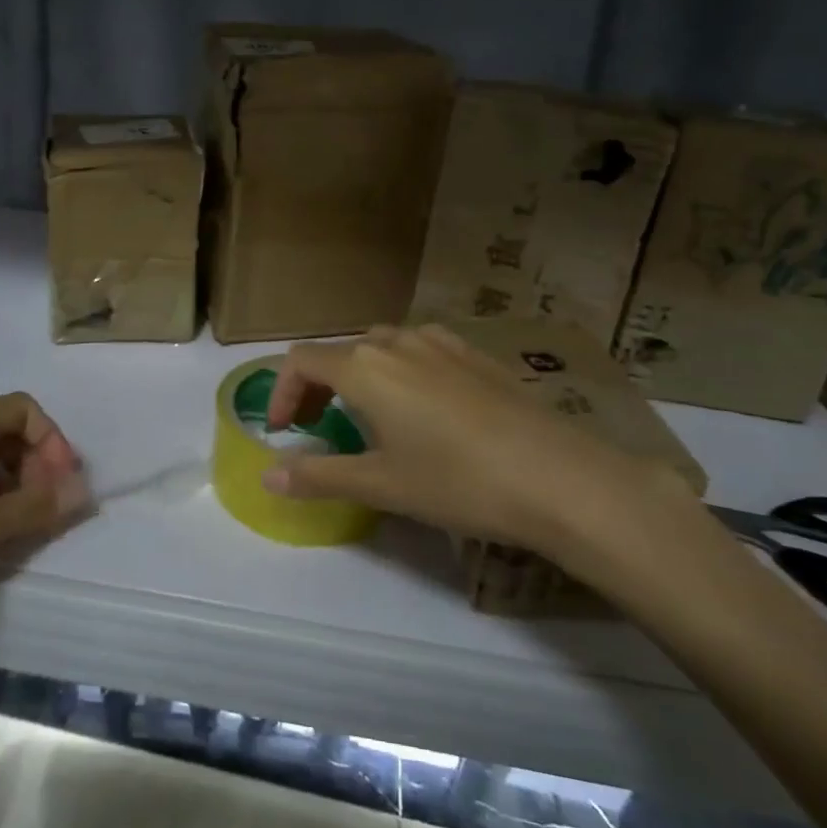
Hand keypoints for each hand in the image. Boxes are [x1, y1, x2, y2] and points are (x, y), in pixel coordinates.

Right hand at [264, 325, 706, 592]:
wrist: (558, 475)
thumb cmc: (457, 481)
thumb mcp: (381, 484)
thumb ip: (319, 475)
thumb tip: (268, 475)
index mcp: (365, 367)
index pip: (301, 361)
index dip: (280, 393)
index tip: (283, 432)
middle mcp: (398, 342)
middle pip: (339, 351)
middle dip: (318, 386)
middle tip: (319, 426)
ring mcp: (442, 343)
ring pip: (381, 346)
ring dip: (360, 375)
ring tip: (370, 417)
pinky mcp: (476, 354)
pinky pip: (422, 350)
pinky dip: (401, 370)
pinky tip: (425, 406)